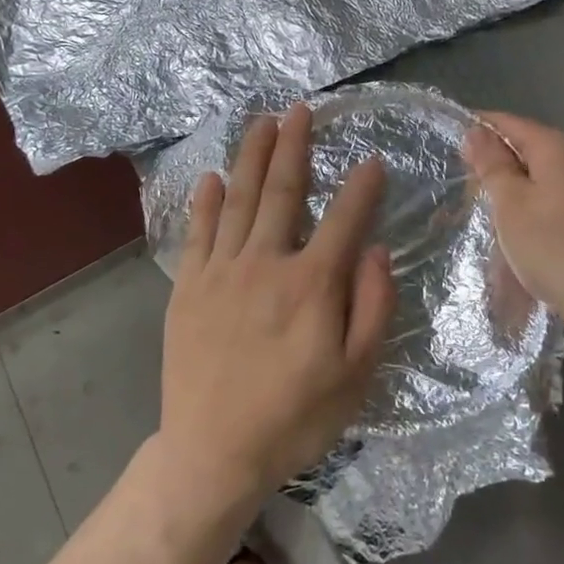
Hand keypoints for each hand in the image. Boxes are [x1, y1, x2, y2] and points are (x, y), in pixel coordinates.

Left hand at [158, 103, 396, 508]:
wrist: (211, 454)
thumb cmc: (293, 418)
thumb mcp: (354, 375)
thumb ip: (371, 308)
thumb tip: (375, 250)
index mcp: (310, 284)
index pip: (344, 219)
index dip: (362, 187)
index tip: (374, 159)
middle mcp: (265, 264)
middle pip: (282, 191)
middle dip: (294, 146)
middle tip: (300, 110)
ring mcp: (221, 271)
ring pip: (239, 200)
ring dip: (252, 157)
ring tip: (262, 122)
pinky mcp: (188, 287)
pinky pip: (198, 232)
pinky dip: (205, 201)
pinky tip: (211, 176)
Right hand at [464, 111, 563, 341]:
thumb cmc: (553, 246)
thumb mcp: (511, 203)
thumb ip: (492, 163)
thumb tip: (476, 130)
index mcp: (555, 146)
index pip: (508, 122)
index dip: (477, 131)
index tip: (448, 150)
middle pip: (523, 147)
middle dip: (491, 164)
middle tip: (462, 192)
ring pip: (536, 174)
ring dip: (508, 189)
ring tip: (483, 213)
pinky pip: (549, 195)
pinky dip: (527, 205)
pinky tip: (513, 229)